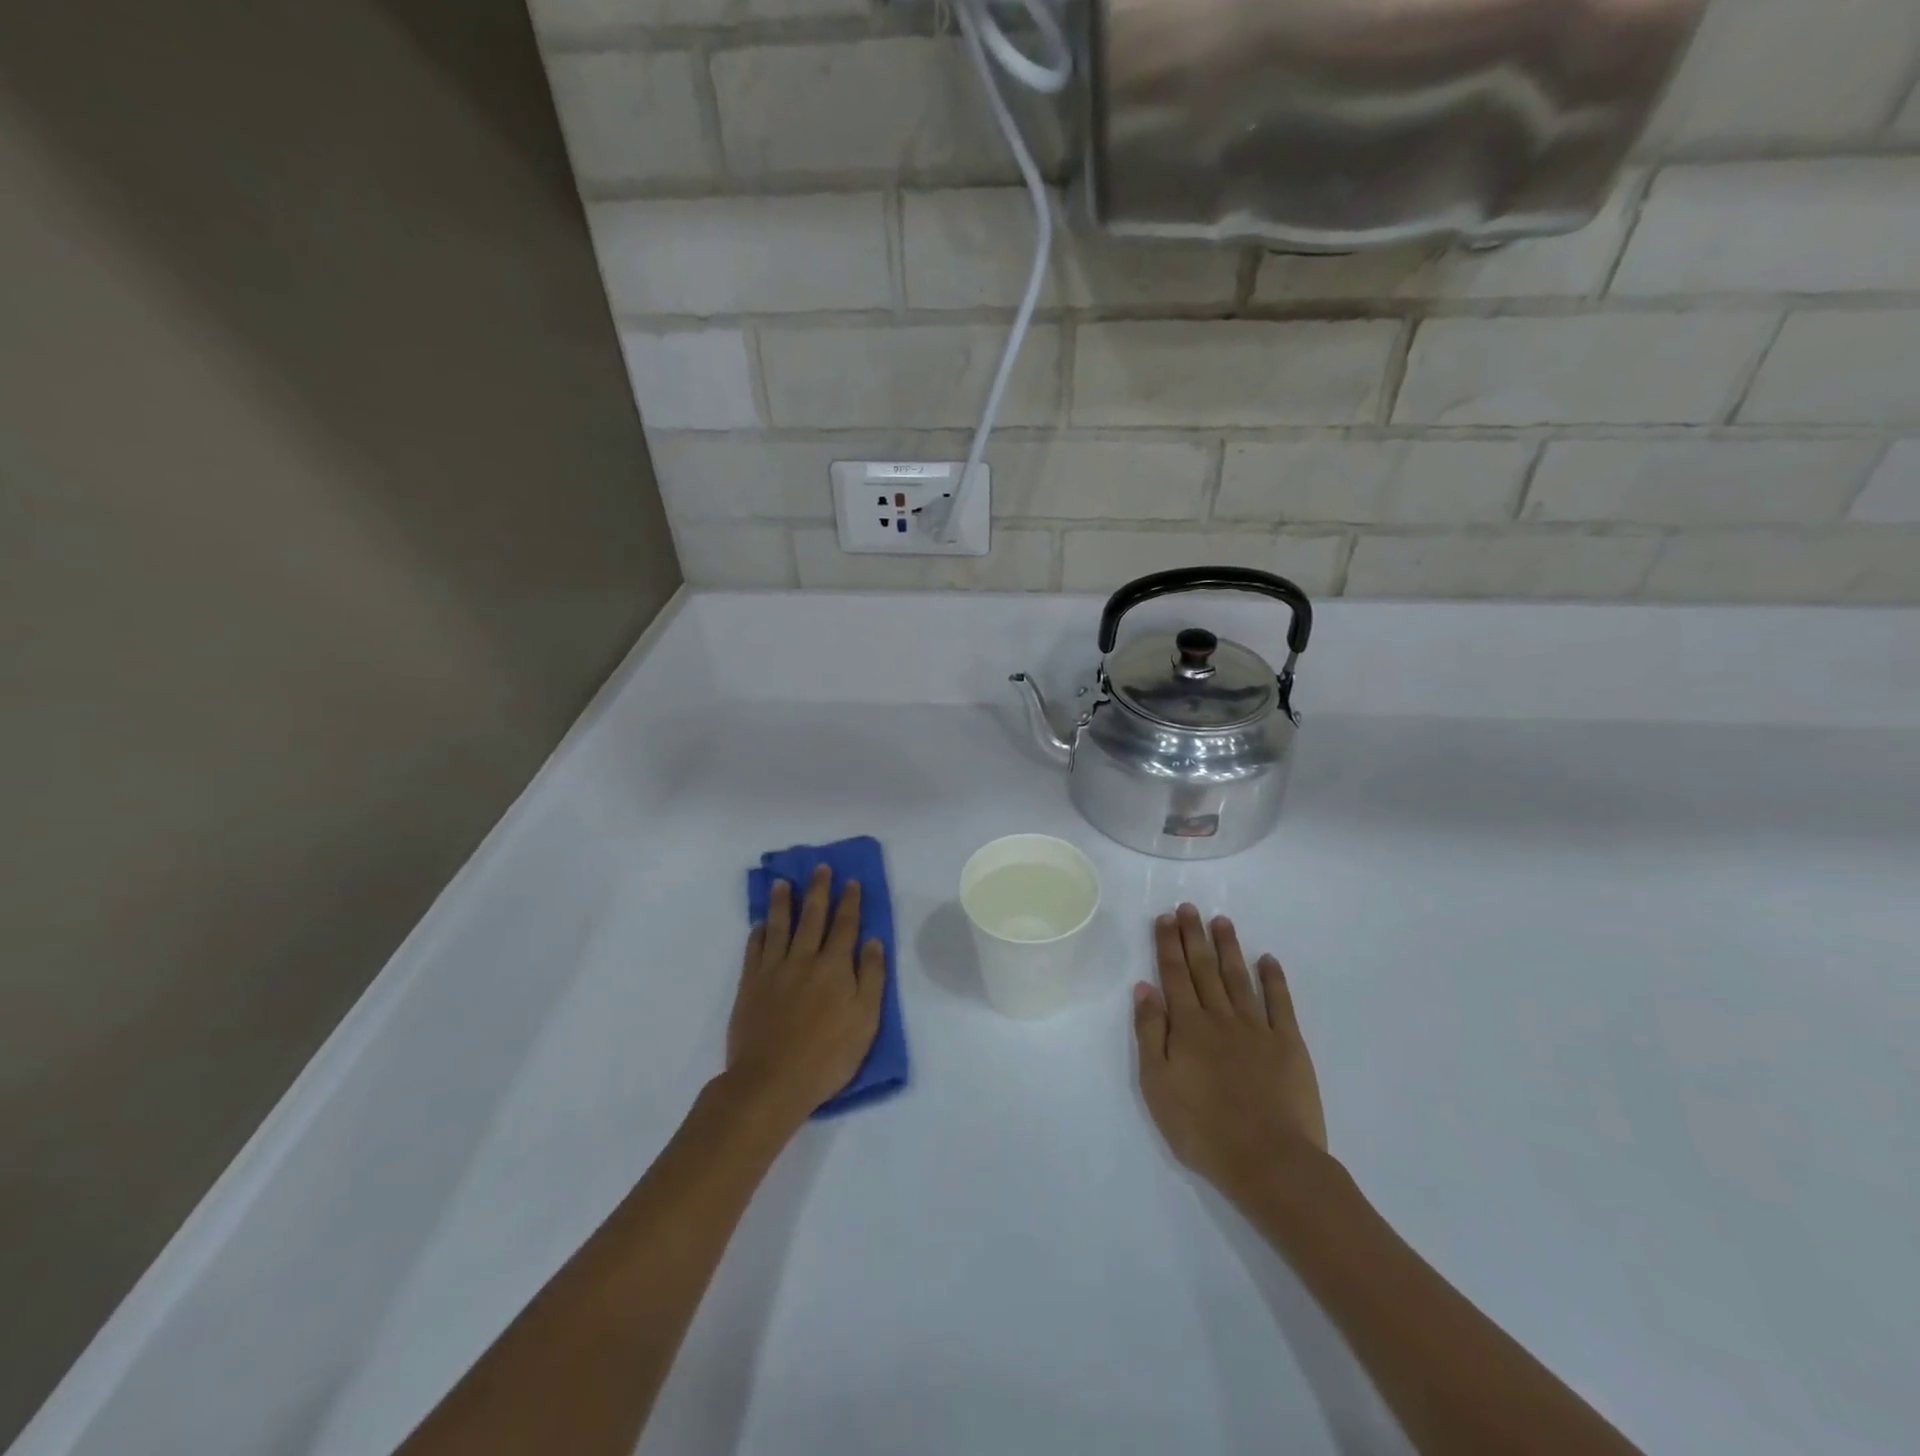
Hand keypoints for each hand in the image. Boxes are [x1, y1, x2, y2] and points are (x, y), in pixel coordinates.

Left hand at [727, 866, 885, 1126]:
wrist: (770, 1082)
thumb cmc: (827, 1056)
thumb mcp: (866, 1021)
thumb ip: (871, 978)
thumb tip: (873, 942)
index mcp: (834, 967)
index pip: (845, 925)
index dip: (849, 902)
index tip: (851, 882)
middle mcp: (804, 959)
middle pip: (812, 916)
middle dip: (818, 890)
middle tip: (819, 868)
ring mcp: (773, 970)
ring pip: (779, 926)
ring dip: (782, 902)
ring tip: (782, 883)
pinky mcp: (749, 985)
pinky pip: (754, 950)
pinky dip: (759, 933)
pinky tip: (760, 925)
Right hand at [1133, 904, 1327, 1203]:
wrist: (1269, 1161)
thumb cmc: (1203, 1129)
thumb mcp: (1157, 1085)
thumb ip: (1150, 1033)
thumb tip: (1144, 988)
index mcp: (1187, 1026)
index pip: (1174, 975)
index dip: (1168, 945)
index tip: (1165, 918)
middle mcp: (1220, 1017)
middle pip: (1204, 969)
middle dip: (1194, 936)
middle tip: (1189, 907)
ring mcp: (1257, 1028)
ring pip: (1238, 977)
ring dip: (1228, 948)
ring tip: (1221, 921)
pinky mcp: (1288, 1044)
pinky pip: (1280, 1003)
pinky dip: (1273, 979)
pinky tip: (1267, 959)